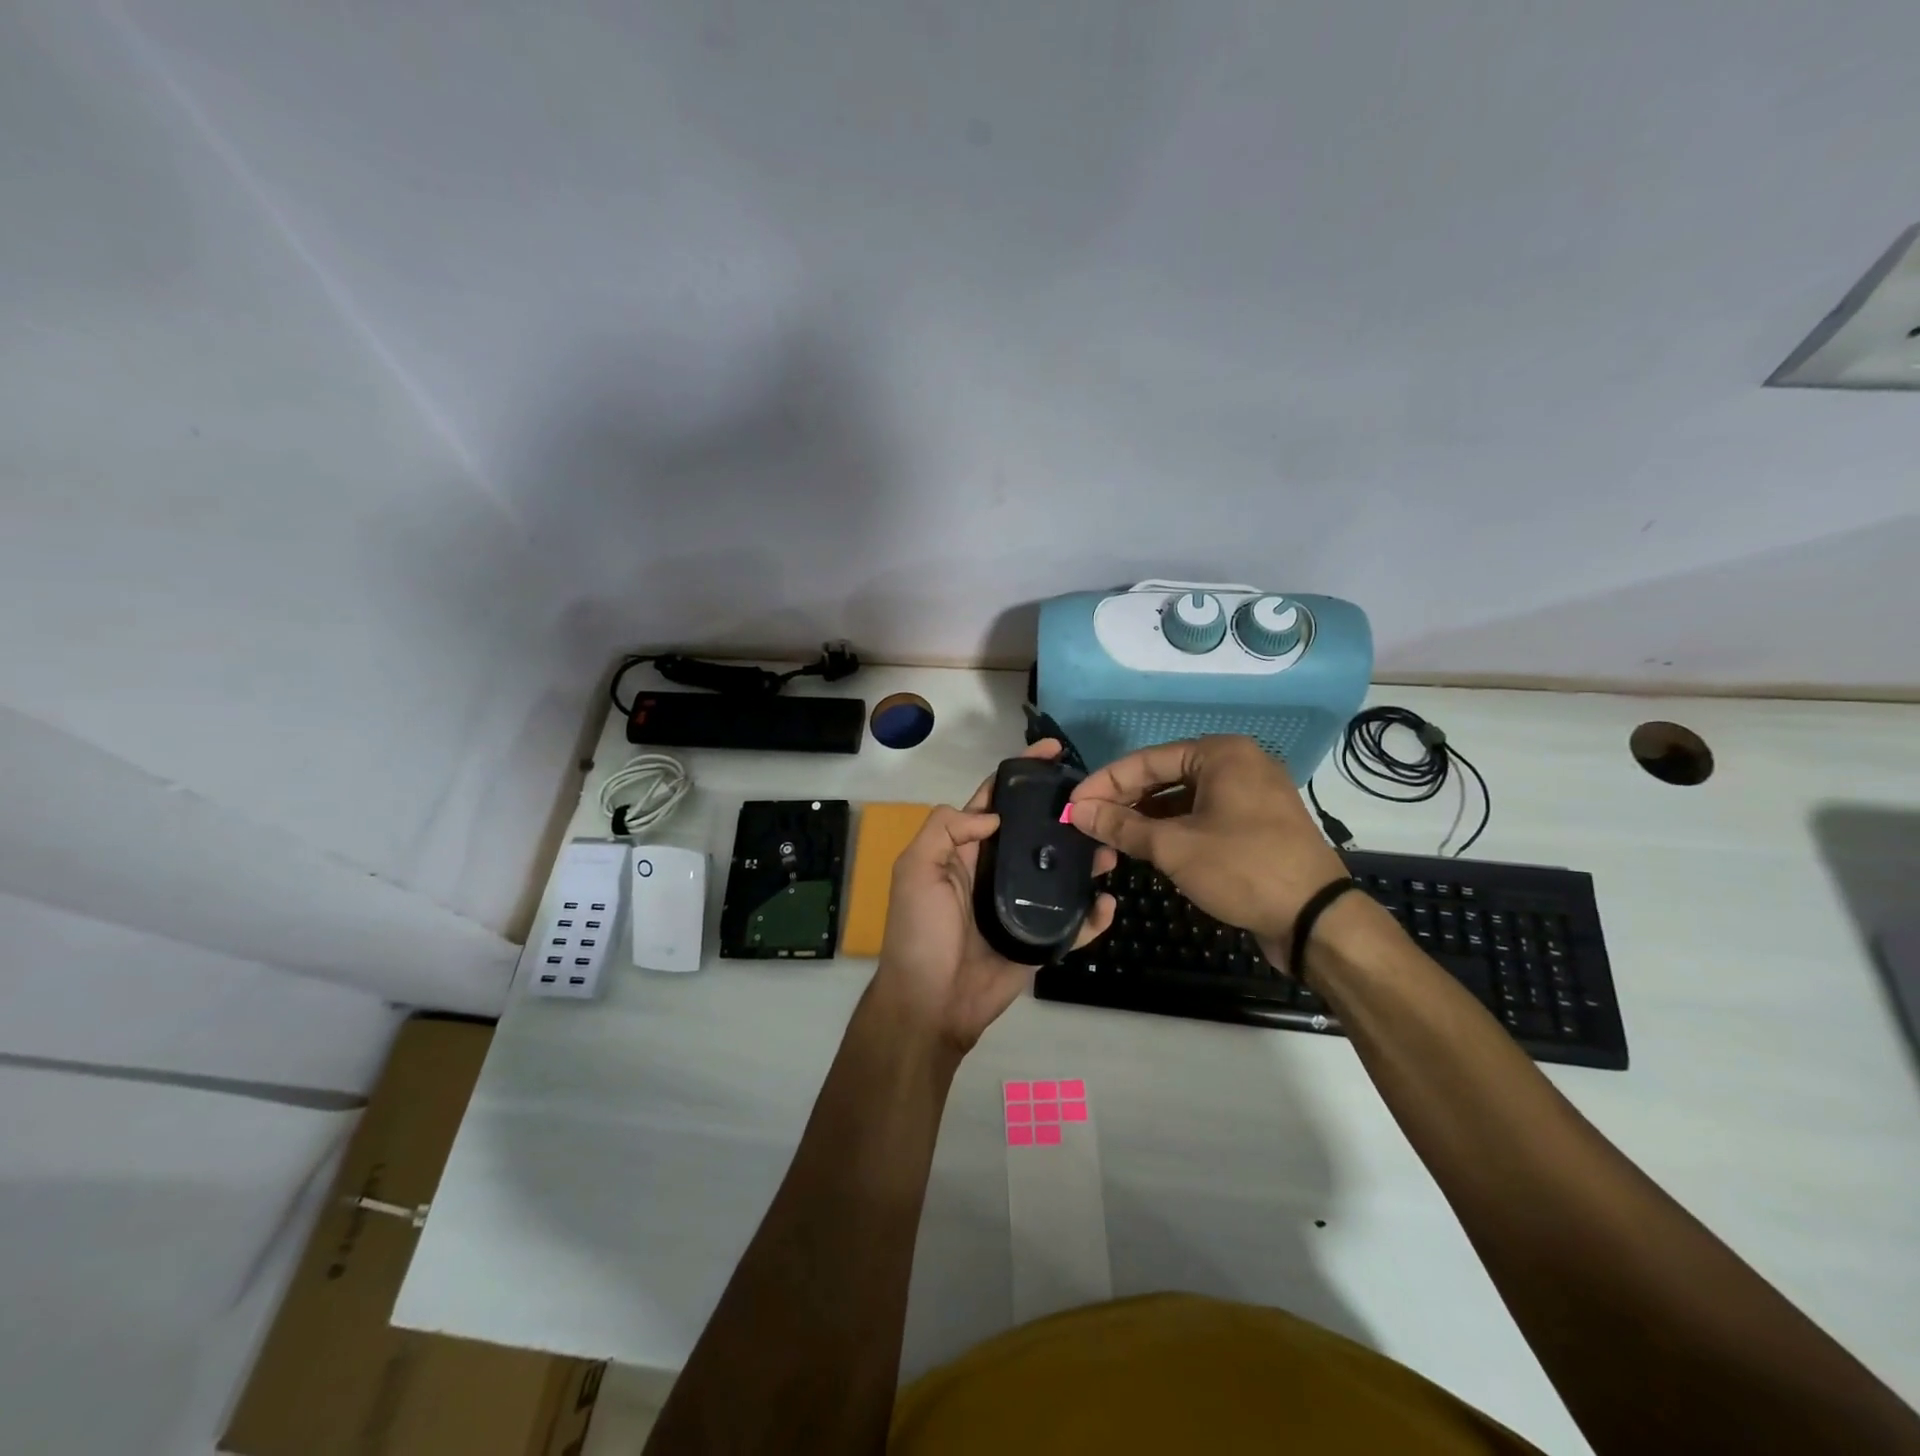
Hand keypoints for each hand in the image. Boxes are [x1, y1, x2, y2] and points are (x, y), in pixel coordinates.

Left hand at [874, 740, 1115, 1054]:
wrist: (931, 1003)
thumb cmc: (920, 931)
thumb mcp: (916, 868)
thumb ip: (946, 829)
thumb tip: (995, 814)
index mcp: (965, 849)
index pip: (996, 800)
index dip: (1021, 774)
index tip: (1054, 752)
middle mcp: (995, 870)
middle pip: (1036, 833)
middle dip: (1064, 815)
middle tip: (1099, 804)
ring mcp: (1020, 904)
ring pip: (1059, 872)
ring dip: (1085, 860)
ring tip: (1109, 849)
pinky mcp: (1038, 939)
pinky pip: (1072, 923)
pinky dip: (1092, 914)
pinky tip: (1108, 903)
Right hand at [1068, 735, 1348, 966]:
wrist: (1315, 919)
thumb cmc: (1242, 869)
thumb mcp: (1174, 847)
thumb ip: (1122, 826)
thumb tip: (1077, 811)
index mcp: (1221, 753)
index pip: (1146, 760)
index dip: (1105, 783)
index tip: (1072, 805)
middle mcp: (1237, 764)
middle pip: (1164, 776)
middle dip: (1124, 800)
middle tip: (1087, 822)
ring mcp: (1250, 794)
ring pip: (1182, 798)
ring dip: (1146, 817)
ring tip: (1109, 836)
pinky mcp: (1255, 823)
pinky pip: (1202, 815)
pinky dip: (1172, 828)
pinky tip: (1146, 846)